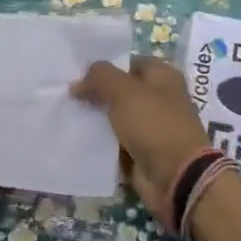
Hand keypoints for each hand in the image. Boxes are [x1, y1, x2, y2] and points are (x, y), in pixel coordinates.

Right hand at [70, 56, 213, 214]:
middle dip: (96, 92)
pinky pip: (115, 141)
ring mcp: (150, 126)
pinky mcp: (141, 151)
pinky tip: (76, 136)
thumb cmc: (155, 125)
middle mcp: (158, 98)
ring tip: (65, 113)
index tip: (76, 73)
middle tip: (66, 94)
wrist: (176, 177)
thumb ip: (99, 78)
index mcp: (162, 76)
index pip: (128, 63)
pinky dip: (100, 140)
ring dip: (95, 118)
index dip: (104, 67)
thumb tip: (77, 83)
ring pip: (116, 116)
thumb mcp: (124, 92)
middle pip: (120, 90)